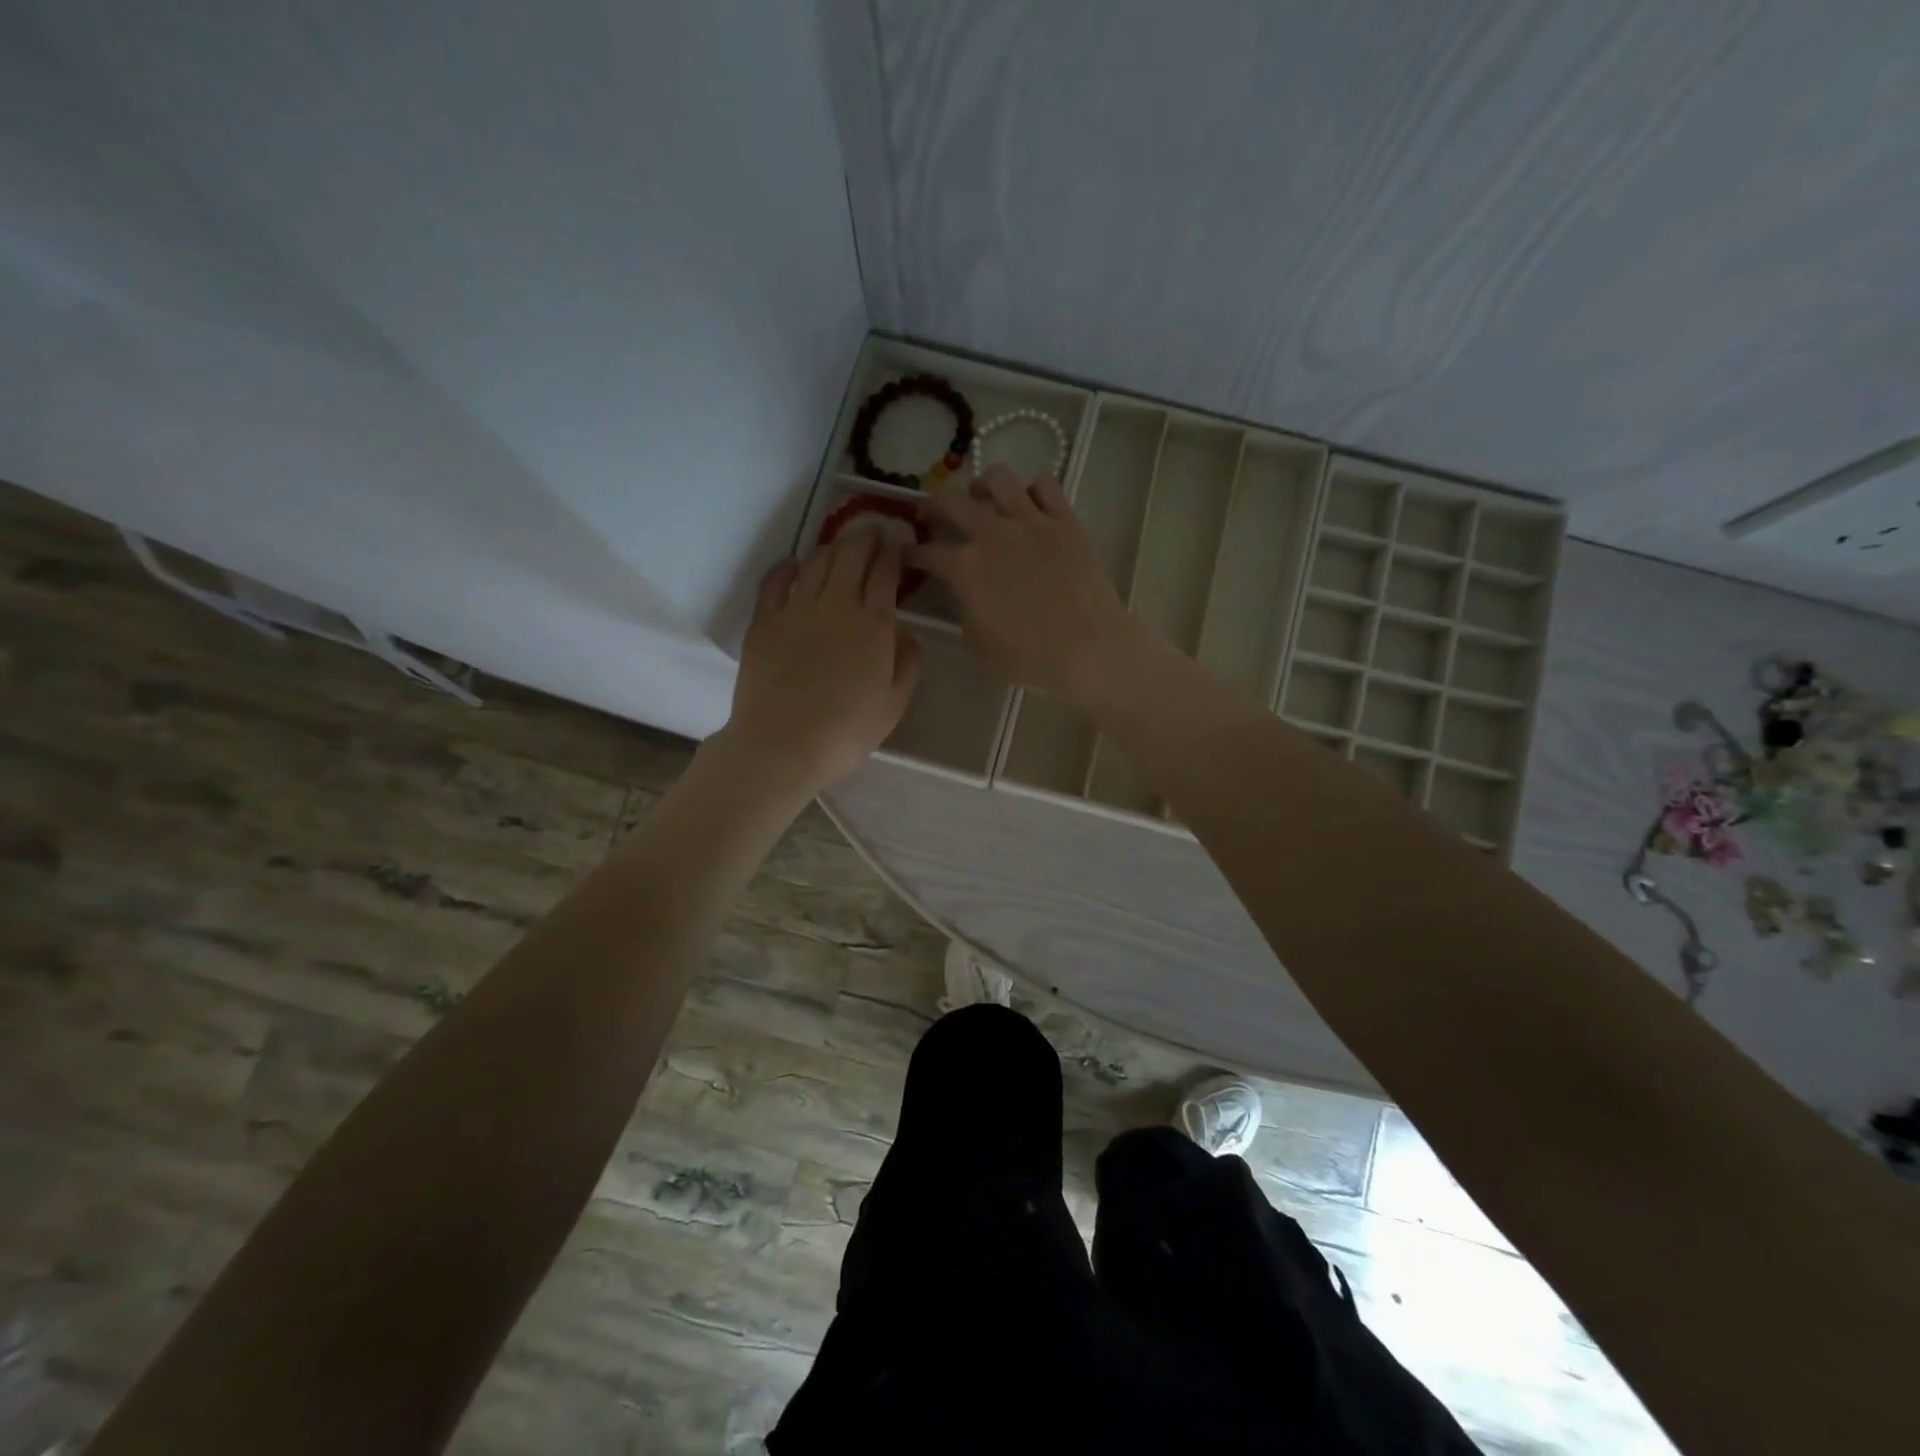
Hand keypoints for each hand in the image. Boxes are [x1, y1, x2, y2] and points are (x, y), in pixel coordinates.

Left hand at [719, 532, 920, 793]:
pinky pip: (776, 580)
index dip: (893, 548)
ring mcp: (795, 609)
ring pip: (816, 561)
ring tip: (842, 546)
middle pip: (850, 554)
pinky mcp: (764, 621)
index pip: (884, 571)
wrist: (782, 746)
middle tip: (874, 531)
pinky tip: (796, 564)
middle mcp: (836, 605)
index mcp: (873, 625)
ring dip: (833, 547)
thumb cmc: (846, 732)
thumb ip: (907, 663)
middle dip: (866, 536)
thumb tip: (906, 632)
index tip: (899, 538)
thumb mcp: (894, 705)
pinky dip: (789, 566)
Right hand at [914, 466, 1143, 702]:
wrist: (1088, 649)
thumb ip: (965, 608)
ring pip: (998, 478)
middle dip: (933, 506)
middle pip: (951, 501)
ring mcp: (1031, 521)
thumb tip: (965, 592)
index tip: (908, 555)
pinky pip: (1045, 484)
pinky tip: (1031, 505)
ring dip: (983, 486)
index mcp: (964, 568)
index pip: (925, 551)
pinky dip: (1033, 490)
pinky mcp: (1065, 520)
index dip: (911, 553)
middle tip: (933, 515)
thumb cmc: (1030, 658)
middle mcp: (991, 533)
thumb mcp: (979, 642)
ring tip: (984, 499)